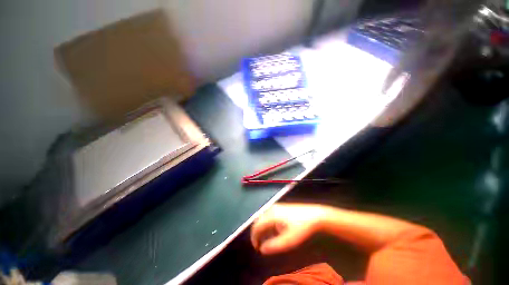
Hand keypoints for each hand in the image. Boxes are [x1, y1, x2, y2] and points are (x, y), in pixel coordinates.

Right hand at [250, 203, 327, 254]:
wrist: (314, 215)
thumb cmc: (301, 228)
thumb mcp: (289, 240)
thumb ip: (274, 245)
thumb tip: (262, 249)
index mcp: (271, 215)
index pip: (257, 226)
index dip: (254, 238)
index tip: (257, 248)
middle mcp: (271, 209)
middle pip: (258, 221)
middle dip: (257, 233)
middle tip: (260, 244)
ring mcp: (276, 206)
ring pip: (263, 217)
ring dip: (262, 228)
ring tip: (266, 238)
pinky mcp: (281, 206)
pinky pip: (269, 215)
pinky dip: (267, 223)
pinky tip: (273, 230)